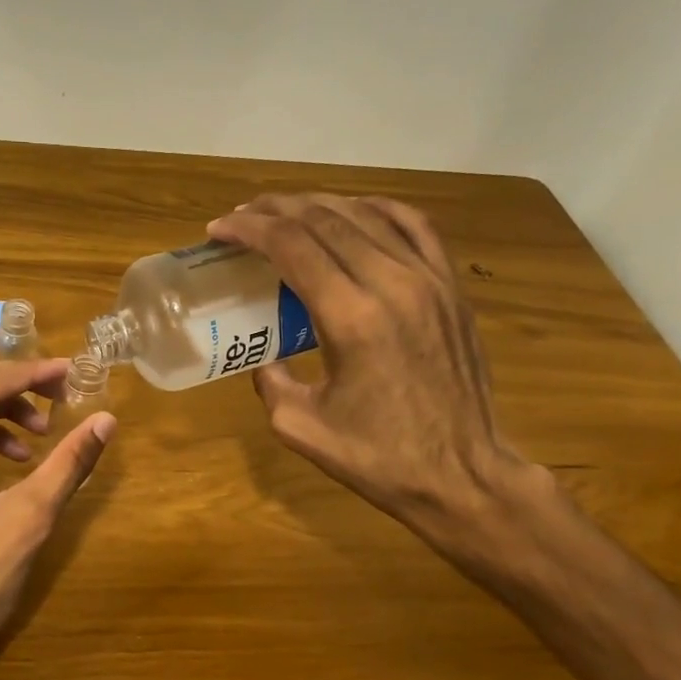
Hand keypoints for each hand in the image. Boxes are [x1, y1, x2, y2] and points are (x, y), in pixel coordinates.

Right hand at [207, 193, 531, 540]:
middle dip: (275, 210)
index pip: (292, 246)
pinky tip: (352, 211)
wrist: (461, 474)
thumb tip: (265, 357)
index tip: (218, 229)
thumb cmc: (378, 459)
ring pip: (367, 214)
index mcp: (350, 319)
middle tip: (242, 217)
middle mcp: (392, 284)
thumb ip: (270, 382)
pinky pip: (413, 226)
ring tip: (285, 211)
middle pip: (325, 219)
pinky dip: (374, 209)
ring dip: (318, 205)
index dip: (249, 229)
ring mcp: (429, 280)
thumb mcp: (300, 427)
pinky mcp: (451, 287)